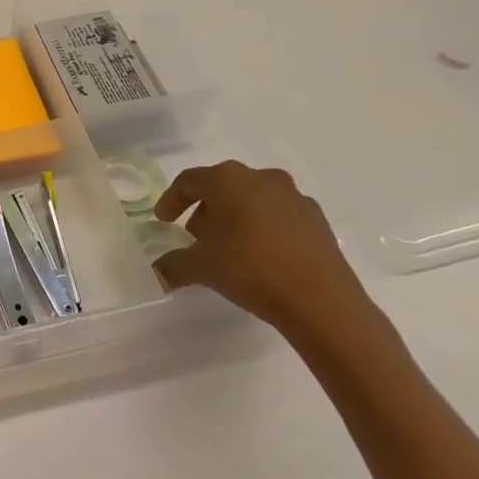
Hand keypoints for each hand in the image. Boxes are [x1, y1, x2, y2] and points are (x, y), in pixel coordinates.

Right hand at [151, 161, 380, 346]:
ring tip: (229, 249)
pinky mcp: (318, 219)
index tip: (163, 221)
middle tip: (195, 237)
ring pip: (253, 200)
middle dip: (205, 210)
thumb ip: (174, 264)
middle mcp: (261, 178)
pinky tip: (261, 257)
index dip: (172, 200)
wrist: (321, 300)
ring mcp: (294, 196)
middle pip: (222, 188)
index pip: (189, 181)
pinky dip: (264, 229)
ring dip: (236, 218)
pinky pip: (279, 216)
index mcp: (228, 179)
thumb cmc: (250, 268)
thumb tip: (157, 272)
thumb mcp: (201, 267)